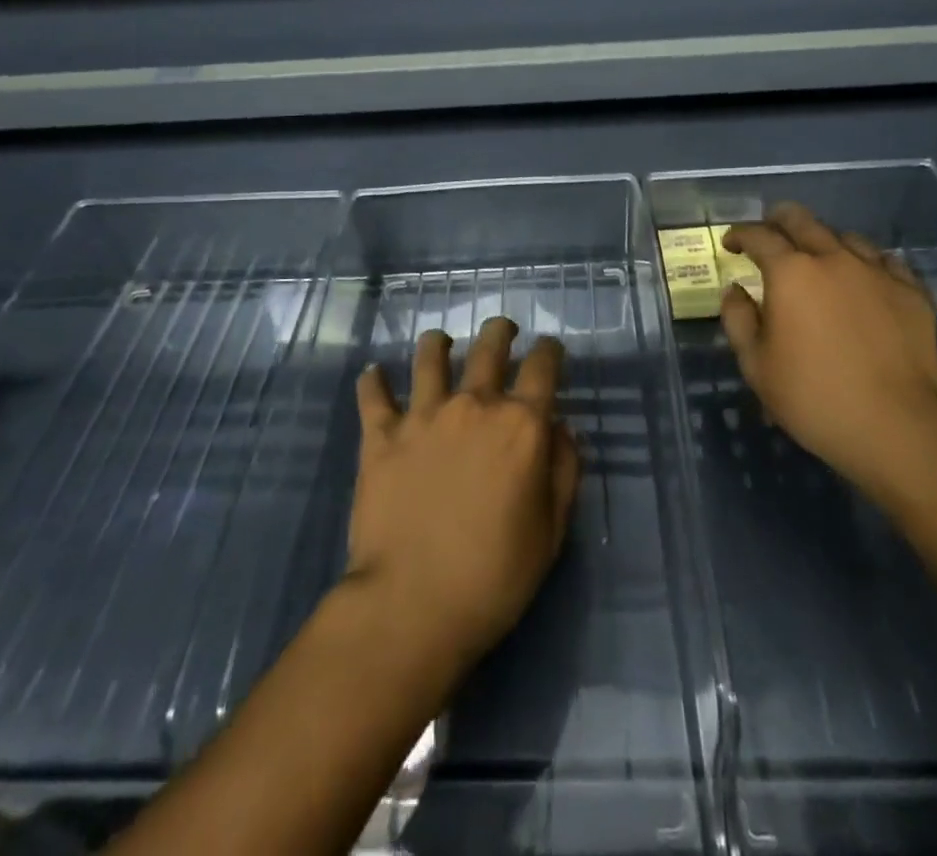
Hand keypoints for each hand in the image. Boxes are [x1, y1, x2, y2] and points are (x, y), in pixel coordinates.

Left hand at [347, 317, 580, 673]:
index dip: (550, 350)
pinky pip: (373, 395)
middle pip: (490, 346)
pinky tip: (374, 374)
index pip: (543, 366)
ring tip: (440, 342)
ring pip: (430, 356)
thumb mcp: (551, 530)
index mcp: (521, 425)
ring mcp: (423, 415)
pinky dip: (373, 381)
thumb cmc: (494, 576)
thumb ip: (562, 470)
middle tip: (502, 330)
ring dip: (438, 343)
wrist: (411, 605)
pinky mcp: (381, 435)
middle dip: (500, 331)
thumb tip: (561, 428)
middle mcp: (474, 405)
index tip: (550, 348)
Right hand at [721, 204, 936, 495]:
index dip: (739, 234)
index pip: (759, 235)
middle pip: (802, 220)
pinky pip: (886, 261)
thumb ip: (738, 319)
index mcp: (791, 272)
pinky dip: (866, 263)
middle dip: (778, 220)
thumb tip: (736, 290)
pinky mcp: (912, 292)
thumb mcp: (756, 365)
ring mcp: (877, 272)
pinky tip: (863, 279)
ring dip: (823, 241)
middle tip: (769, 233)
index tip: (731, 244)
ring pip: (845, 237)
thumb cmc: (813, 397)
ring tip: (818, 259)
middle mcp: (833, 259)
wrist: (895, 426)